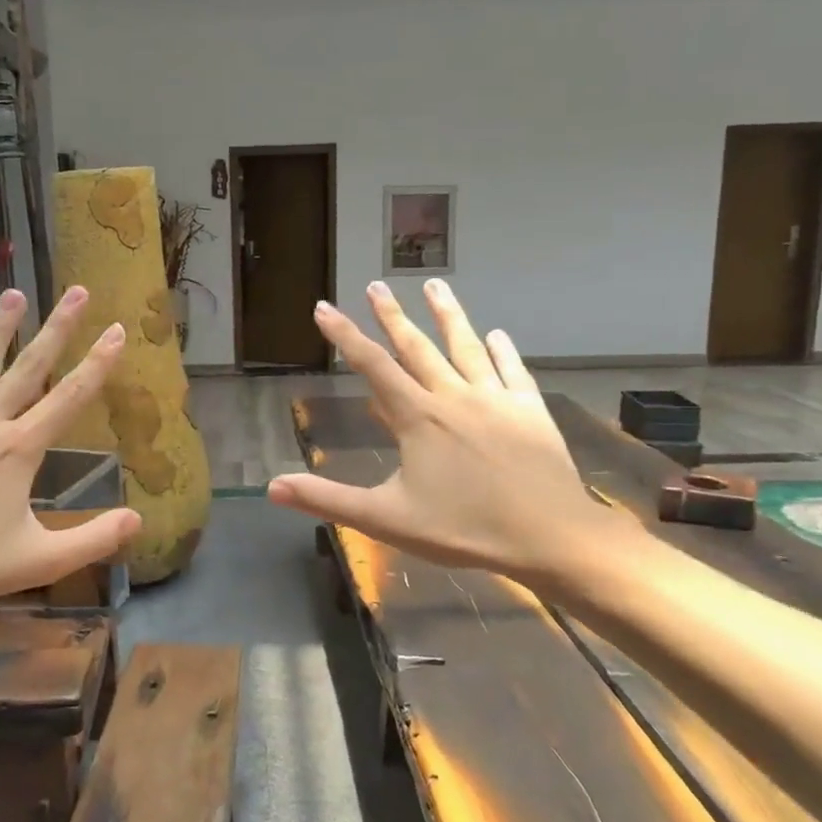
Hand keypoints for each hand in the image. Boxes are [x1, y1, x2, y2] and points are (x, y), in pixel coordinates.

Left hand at [0, 285, 140, 605]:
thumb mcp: (37, 560)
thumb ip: (92, 540)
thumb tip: (139, 519)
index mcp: (19, 449)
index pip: (70, 396)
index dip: (99, 363)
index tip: (118, 330)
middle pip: (30, 366)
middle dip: (58, 326)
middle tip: (77, 290)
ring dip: (2, 327)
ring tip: (14, 293)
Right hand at [267, 279, 622, 588]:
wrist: (549, 536)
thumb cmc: (464, 529)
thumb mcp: (386, 518)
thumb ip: (328, 499)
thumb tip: (271, 487)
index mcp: (418, 418)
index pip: (372, 366)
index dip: (344, 336)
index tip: (324, 307)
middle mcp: (453, 396)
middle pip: (416, 347)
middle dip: (392, 315)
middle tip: (376, 285)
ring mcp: (496, 400)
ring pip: (466, 347)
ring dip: (448, 315)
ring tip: (435, 285)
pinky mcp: (530, 411)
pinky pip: (512, 372)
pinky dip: (503, 351)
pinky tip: (498, 334)